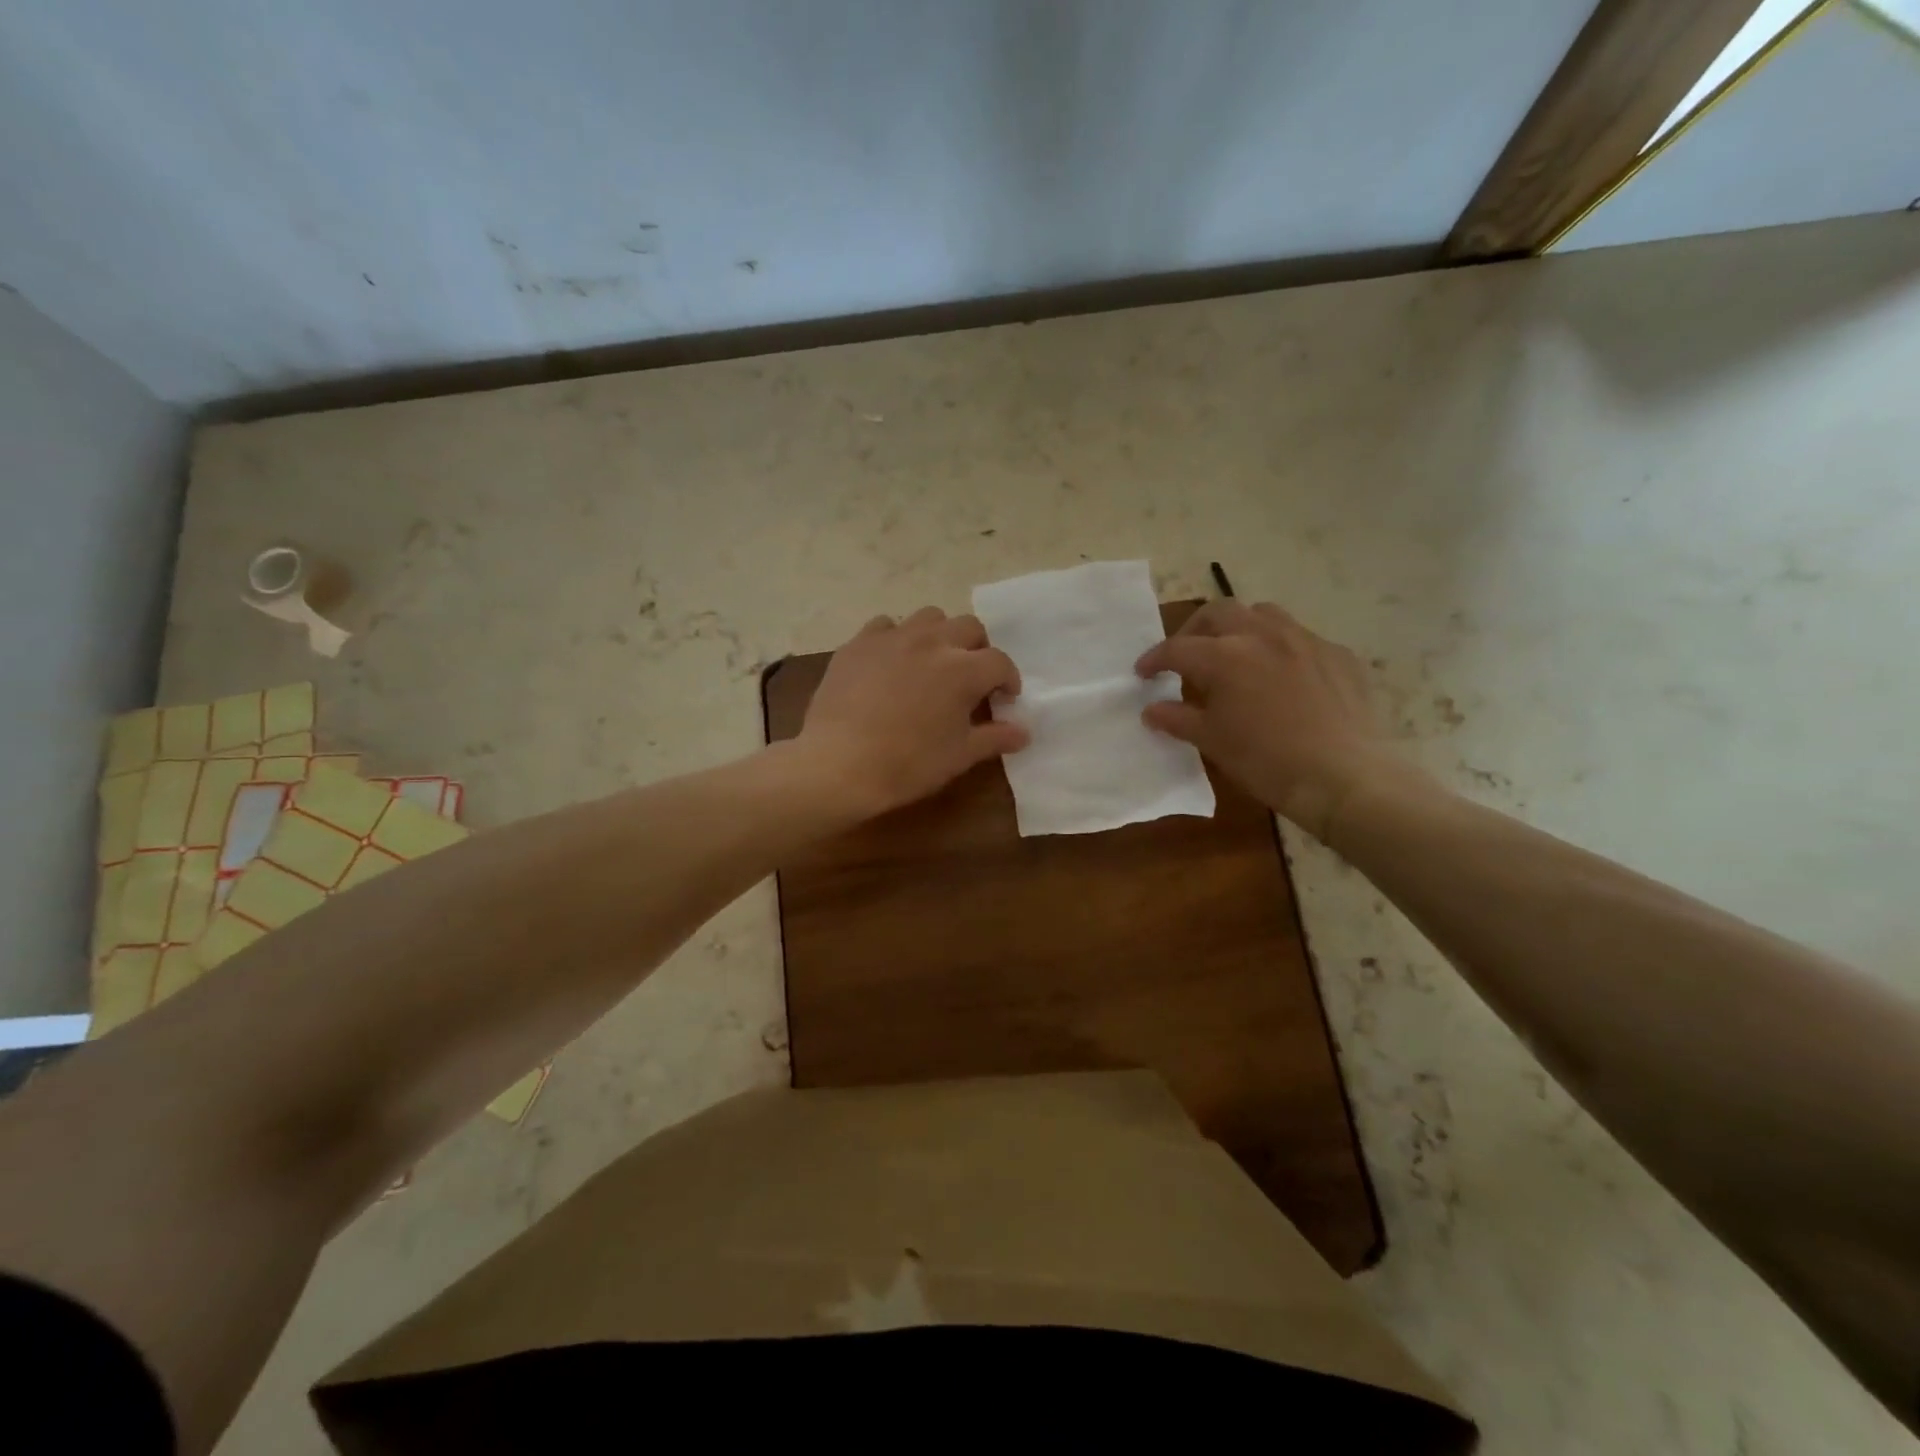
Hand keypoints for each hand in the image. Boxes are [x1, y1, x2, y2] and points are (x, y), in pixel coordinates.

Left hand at [798, 607, 1026, 816]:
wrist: (840, 764)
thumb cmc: (908, 764)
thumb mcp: (959, 756)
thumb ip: (995, 738)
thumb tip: (1024, 732)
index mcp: (963, 669)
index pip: (999, 662)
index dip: (1008, 680)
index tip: (1004, 698)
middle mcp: (932, 642)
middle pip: (969, 627)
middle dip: (978, 649)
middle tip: (971, 677)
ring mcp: (892, 638)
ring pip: (929, 617)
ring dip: (940, 634)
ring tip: (933, 661)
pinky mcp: (859, 643)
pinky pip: (885, 625)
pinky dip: (897, 637)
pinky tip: (892, 660)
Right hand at [1135, 600, 1415, 838]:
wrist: (1343, 777)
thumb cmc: (1266, 761)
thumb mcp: (1212, 742)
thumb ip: (1178, 719)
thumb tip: (1151, 710)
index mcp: (1224, 656)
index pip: (1176, 648)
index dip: (1154, 659)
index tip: (1143, 673)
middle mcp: (1262, 635)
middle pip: (1218, 612)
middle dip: (1195, 629)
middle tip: (1187, 655)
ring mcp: (1304, 640)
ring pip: (1263, 614)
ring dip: (1240, 627)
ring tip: (1236, 654)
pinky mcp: (1338, 653)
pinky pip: (1301, 638)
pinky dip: (1281, 649)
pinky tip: (1284, 677)